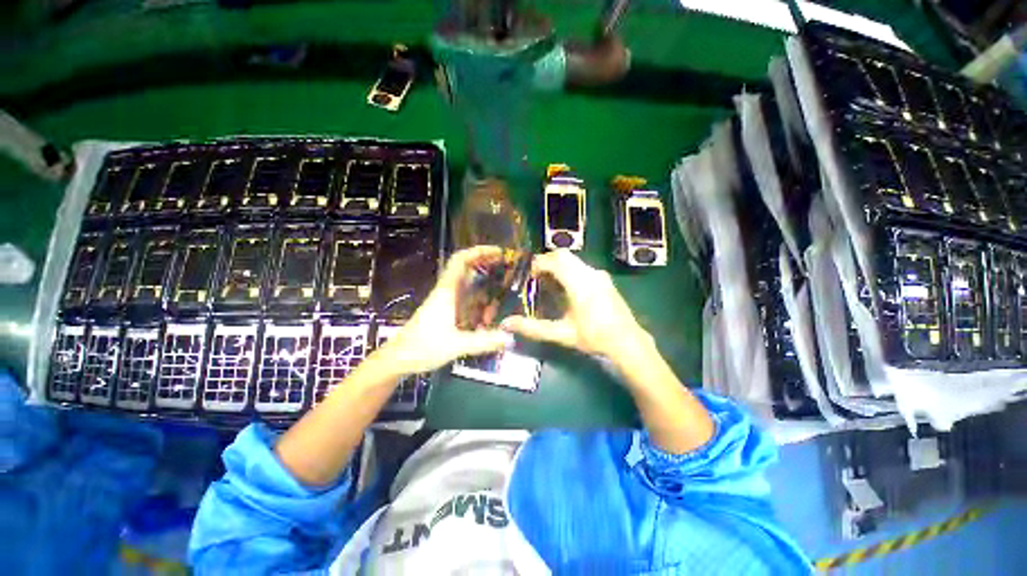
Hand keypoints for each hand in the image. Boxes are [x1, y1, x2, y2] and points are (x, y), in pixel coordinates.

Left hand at [376, 246, 513, 374]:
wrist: (398, 359)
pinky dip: (480, 301)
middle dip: (486, 264)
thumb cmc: (422, 347)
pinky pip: (467, 300)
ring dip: (485, 286)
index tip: (498, 252)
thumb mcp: (456, 345)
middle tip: (507, 267)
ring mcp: (446, 302)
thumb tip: (510, 338)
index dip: (479, 252)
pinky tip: (489, 313)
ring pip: (468, 286)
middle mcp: (447, 292)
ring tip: (503, 292)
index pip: (460, 261)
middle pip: (466, 269)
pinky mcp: (446, 313)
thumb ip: (483, 342)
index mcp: (447, 292)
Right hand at [501, 250, 648, 360]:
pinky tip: (566, 289)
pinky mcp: (604, 279)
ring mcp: (599, 275)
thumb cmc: (594, 337)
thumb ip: (533, 328)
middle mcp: (590, 273)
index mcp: (579, 284)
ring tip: (548, 284)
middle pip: (564, 255)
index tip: (528, 274)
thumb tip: (506, 324)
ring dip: (558, 266)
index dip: (538, 264)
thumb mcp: (561, 334)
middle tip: (535, 277)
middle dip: (547, 262)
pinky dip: (569, 270)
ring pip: (573, 260)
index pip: (555, 261)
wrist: (628, 341)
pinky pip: (581, 266)